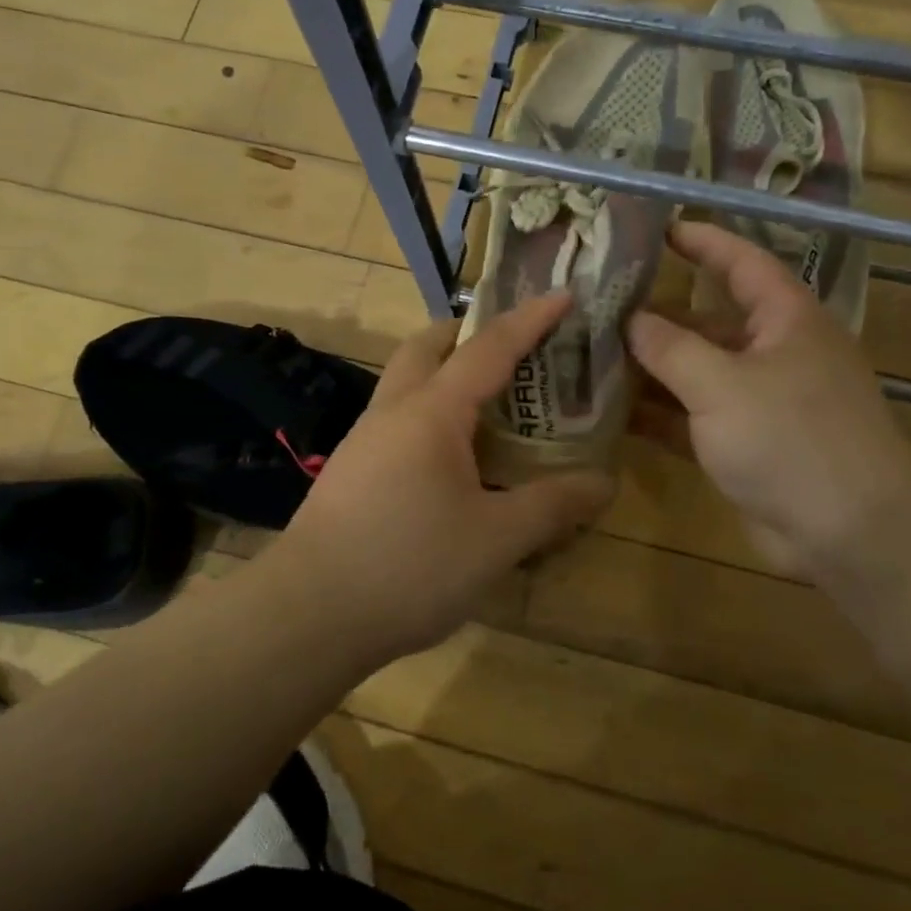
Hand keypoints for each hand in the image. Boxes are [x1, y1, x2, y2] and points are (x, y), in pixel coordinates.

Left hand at [264, 292, 614, 664]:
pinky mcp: (349, 474)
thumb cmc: (409, 566)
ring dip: (445, 375)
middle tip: (511, 347)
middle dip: (469, 333)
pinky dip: (430, 416)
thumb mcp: (497, 539)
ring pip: (405, 384)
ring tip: (489, 406)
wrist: (307, 616)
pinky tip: (450, 461)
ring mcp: (362, 442)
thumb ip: (553, 506)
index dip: (530, 320)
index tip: (563, 295)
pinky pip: (396, 423)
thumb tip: (603, 483)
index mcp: (431, 412)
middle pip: (427, 348)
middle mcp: (392, 412)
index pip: (489, 348)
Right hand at [625, 222, 910, 580]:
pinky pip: (694, 419)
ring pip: (695, 374)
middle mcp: (773, 353)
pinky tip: (612, 414)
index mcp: (784, 320)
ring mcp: (759, 402)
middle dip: (656, 318)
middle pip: (706, 323)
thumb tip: (631, 319)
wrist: (848, 530)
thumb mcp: (722, 384)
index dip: (702, 242)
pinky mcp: (745, 445)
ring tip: (591, 360)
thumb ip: (670, 348)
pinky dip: (659, 415)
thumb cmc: (790, 437)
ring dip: (650, 371)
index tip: (657, 230)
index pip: (740, 263)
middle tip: (596, 310)